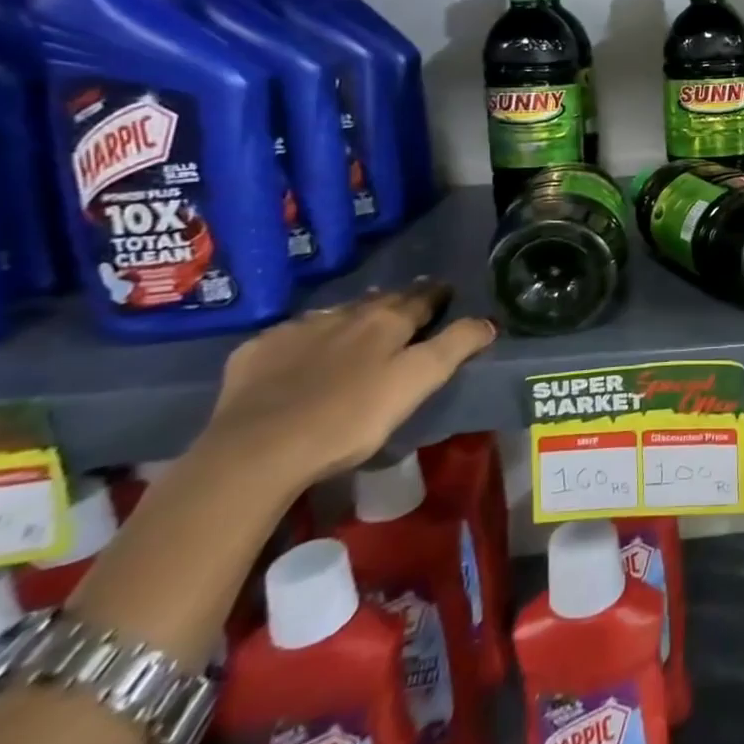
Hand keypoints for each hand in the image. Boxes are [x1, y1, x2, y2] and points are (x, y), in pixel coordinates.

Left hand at [202, 281, 493, 490]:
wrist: (256, 450)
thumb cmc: (350, 418)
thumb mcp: (417, 384)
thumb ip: (455, 347)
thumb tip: (487, 321)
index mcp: (386, 321)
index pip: (421, 298)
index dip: (437, 295)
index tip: (446, 293)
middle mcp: (344, 314)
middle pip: (378, 301)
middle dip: (396, 301)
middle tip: (407, 308)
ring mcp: (296, 330)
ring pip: (335, 315)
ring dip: (351, 318)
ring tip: (358, 329)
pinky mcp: (257, 352)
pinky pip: (291, 336)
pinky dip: (306, 339)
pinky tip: (303, 355)